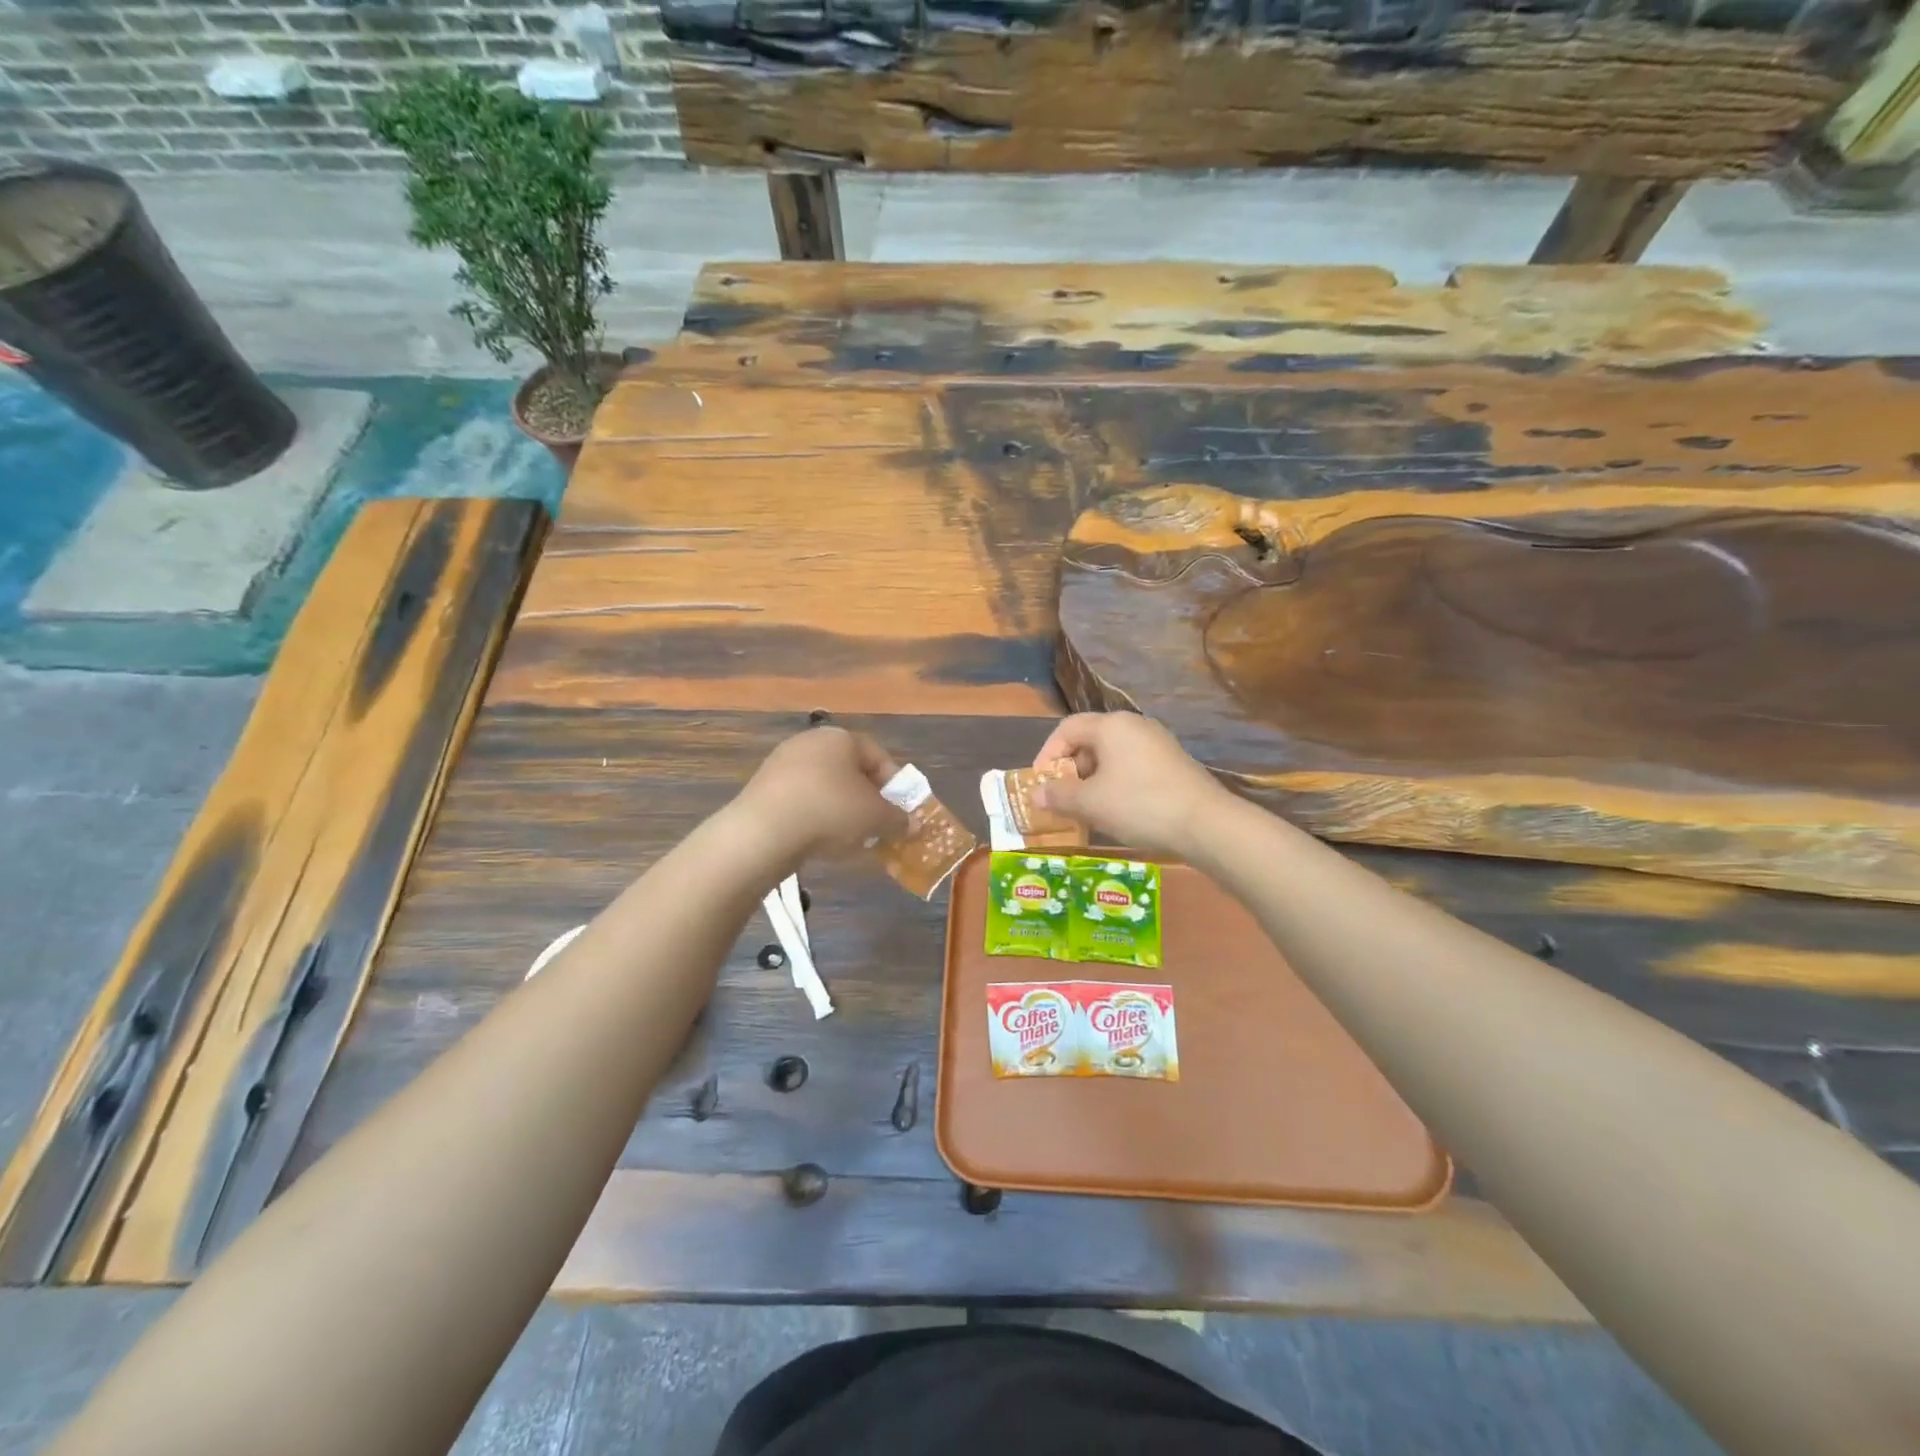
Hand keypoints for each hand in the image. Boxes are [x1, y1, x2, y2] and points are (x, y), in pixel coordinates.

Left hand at [732, 727, 906, 866]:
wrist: (763, 831)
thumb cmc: (831, 811)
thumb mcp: (876, 817)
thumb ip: (898, 818)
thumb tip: (910, 823)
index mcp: (841, 737)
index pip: (879, 757)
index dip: (894, 786)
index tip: (899, 813)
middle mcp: (810, 741)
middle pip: (850, 771)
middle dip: (866, 800)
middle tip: (876, 827)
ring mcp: (782, 763)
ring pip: (825, 787)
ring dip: (840, 810)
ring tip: (847, 839)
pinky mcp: (762, 787)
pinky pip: (800, 800)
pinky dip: (814, 817)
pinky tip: (817, 841)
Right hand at [1031, 712, 1228, 859]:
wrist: (1205, 823)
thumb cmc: (1139, 805)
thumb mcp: (1091, 803)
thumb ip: (1059, 795)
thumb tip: (1036, 793)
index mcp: (1111, 725)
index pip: (1067, 728)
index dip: (1047, 754)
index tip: (1041, 783)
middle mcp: (1134, 725)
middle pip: (1090, 739)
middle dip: (1071, 769)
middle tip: (1063, 798)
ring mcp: (1157, 742)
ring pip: (1112, 754)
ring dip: (1093, 779)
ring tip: (1088, 808)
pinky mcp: (1172, 761)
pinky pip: (1132, 765)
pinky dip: (1116, 782)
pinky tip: (1118, 809)